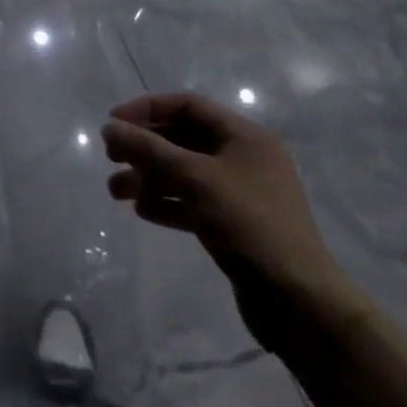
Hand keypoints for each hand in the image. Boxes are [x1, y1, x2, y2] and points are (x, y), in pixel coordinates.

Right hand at [102, 93, 367, 353]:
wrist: (298, 301)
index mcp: (245, 137)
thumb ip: (148, 149)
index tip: (113, 123)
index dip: (147, 109)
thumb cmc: (248, 224)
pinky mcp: (235, 225)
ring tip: (116, 192)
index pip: (188, 106)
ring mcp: (241, 194)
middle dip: (144, 147)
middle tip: (112, 159)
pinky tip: (143, 211)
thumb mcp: (194, 178)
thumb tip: (109, 127)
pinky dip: (167, 202)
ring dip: (149, 177)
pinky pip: (193, 202)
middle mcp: (244, 158)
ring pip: (185, 173)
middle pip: (183, 139)